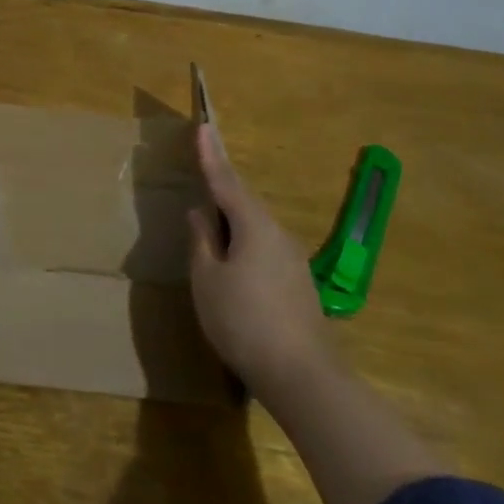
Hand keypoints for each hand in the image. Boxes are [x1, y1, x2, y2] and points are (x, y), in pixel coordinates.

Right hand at [186, 124, 330, 398]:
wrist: (302, 377)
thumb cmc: (243, 321)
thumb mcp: (208, 279)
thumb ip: (202, 241)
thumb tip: (200, 213)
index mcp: (254, 225)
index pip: (226, 181)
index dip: (211, 155)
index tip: (203, 125)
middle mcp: (277, 234)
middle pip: (243, 202)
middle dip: (221, 188)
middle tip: (202, 170)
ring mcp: (291, 260)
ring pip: (254, 227)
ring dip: (231, 221)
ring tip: (209, 224)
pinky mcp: (296, 284)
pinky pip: (262, 248)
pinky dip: (242, 243)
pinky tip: (231, 262)